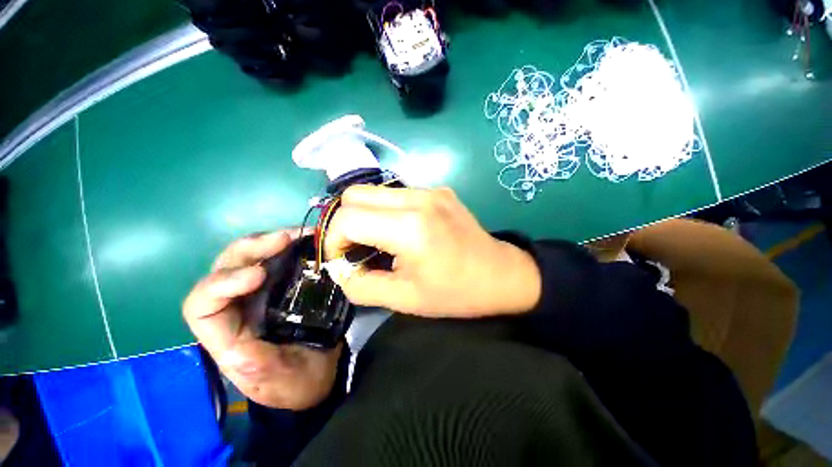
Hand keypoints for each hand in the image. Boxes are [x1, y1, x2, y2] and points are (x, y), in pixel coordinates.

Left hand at [183, 231, 342, 409]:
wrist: (318, 373)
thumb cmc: (296, 383)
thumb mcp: (279, 382)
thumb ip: (257, 367)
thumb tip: (239, 345)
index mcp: (228, 336)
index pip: (202, 306)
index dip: (223, 284)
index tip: (261, 274)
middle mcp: (237, 308)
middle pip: (224, 269)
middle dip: (250, 249)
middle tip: (286, 238)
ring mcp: (259, 293)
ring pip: (248, 258)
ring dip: (270, 242)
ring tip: (299, 234)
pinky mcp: (281, 285)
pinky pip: (277, 259)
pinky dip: (290, 246)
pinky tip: (306, 240)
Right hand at [325, 186, 541, 317]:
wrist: (501, 275)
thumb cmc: (455, 292)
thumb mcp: (404, 299)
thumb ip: (362, 286)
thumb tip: (341, 270)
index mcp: (410, 227)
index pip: (348, 219)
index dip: (334, 241)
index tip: (343, 261)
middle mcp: (418, 198)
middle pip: (355, 194)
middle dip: (345, 223)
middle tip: (357, 249)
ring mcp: (430, 190)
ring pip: (375, 191)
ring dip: (366, 216)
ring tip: (379, 241)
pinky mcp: (438, 190)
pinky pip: (397, 194)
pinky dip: (386, 211)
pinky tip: (401, 231)